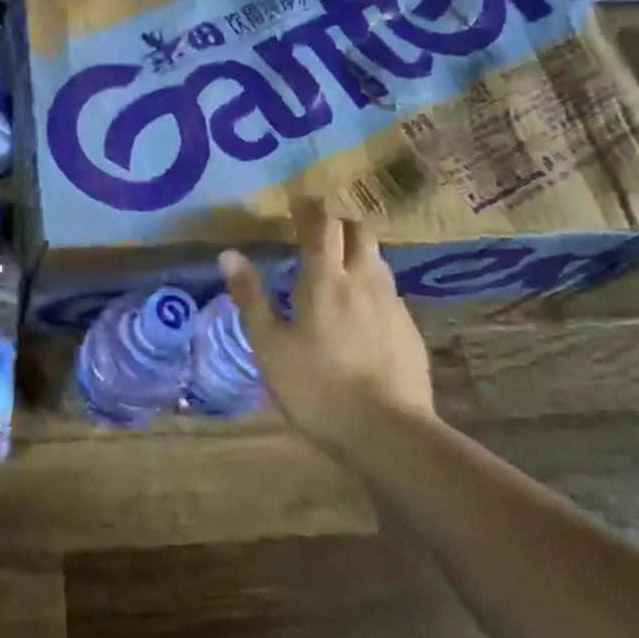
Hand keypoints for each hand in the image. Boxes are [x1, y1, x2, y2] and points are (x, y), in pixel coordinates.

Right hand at [220, 202, 433, 443]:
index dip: (309, 210)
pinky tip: (360, 308)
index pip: (322, 227)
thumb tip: (229, 254)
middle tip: (316, 232)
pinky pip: (388, 290)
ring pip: (378, 259)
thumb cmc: (317, 388)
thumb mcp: (269, 346)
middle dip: (338, 224)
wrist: (391, 435)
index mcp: (325, 281)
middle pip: (359, 233)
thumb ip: (250, 297)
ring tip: (338, 266)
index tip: (297, 202)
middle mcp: (363, 282)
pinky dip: (371, 283)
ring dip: (357, 251)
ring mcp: (392, 305)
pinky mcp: (409, 330)